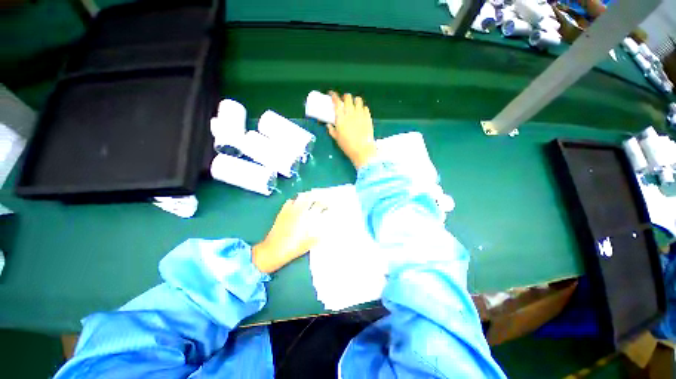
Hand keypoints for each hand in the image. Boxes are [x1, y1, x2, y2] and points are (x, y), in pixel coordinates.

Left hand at [252, 195, 325, 272]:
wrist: (273, 250)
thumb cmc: (293, 248)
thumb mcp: (309, 244)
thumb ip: (318, 237)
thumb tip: (324, 233)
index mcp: (307, 218)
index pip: (319, 206)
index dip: (325, 204)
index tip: (328, 206)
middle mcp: (299, 211)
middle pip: (309, 197)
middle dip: (316, 197)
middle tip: (320, 200)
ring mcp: (290, 210)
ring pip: (299, 197)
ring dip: (306, 196)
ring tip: (309, 198)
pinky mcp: (282, 212)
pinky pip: (289, 201)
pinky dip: (295, 200)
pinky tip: (296, 204)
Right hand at [327, 92, 376, 168]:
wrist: (362, 150)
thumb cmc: (347, 145)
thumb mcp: (337, 138)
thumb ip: (332, 130)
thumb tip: (328, 125)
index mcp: (341, 117)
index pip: (336, 101)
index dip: (333, 95)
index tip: (331, 94)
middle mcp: (351, 113)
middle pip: (348, 97)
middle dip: (344, 97)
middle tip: (343, 100)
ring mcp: (360, 114)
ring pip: (358, 100)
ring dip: (354, 100)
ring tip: (353, 104)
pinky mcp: (368, 117)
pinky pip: (365, 108)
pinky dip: (362, 108)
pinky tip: (361, 112)